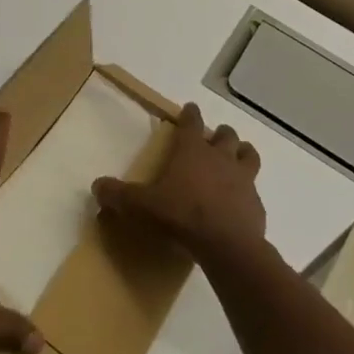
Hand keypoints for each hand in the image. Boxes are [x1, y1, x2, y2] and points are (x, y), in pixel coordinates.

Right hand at [92, 103, 264, 263]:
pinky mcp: (256, 203)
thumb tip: (97, 186)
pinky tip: (239, 204)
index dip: (190, 114)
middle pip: (226, 134)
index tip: (191, 109)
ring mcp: (243, 179)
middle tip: (212, 140)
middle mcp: (220, 157)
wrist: (226, 245)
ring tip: (236, 159)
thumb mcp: (141, 206)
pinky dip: (247, 192)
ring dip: (242, 153)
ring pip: (248, 154)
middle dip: (219, 133)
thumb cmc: (180, 215)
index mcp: (192, 150)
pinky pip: (254, 190)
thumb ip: (118, 195)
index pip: (192, 122)